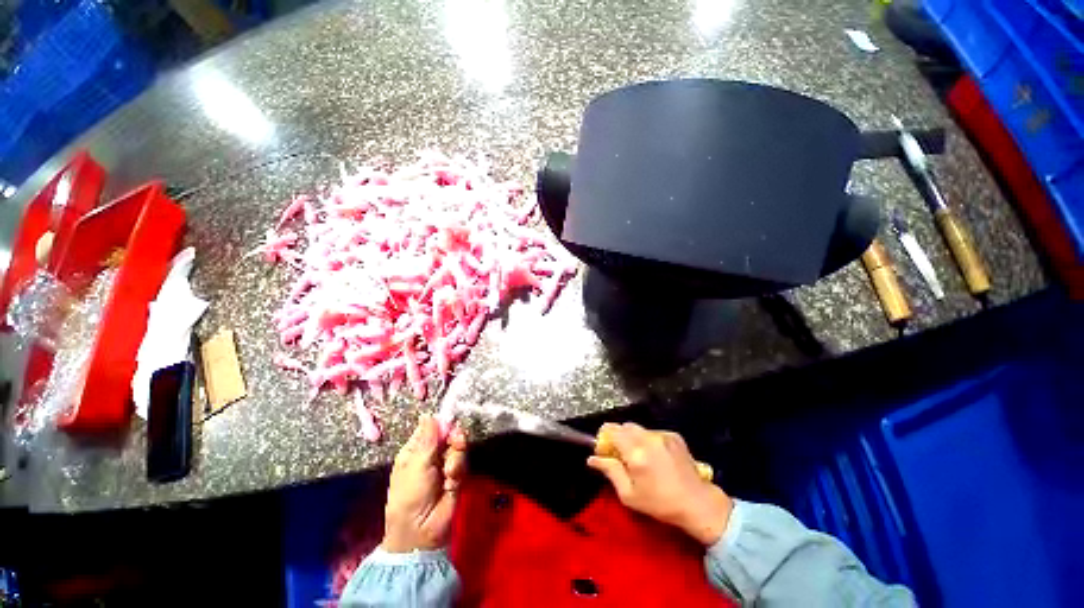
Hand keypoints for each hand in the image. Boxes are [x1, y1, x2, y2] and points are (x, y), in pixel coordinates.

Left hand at [381, 414, 467, 552]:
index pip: (430, 428)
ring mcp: (445, 464)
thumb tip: (428, 414)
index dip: (440, 424)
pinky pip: (463, 461)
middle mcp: (431, 455)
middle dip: (453, 438)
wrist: (421, 531)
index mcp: (414, 450)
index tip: (449, 422)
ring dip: (456, 456)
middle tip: (455, 442)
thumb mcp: (415, 465)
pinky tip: (452, 479)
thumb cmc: (410, 496)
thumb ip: (427, 439)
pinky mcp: (457, 474)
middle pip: (448, 434)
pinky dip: (458, 468)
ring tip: (448, 472)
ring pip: (458, 446)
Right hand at [587, 423, 732, 545]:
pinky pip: (653, 432)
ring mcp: (662, 435)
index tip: (604, 448)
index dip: (604, 436)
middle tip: (621, 454)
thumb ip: (610, 471)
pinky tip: (656, 456)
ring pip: (639, 428)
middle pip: (624, 426)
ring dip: (633, 438)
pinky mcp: (674, 436)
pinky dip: (648, 440)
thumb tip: (592, 458)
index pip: (611, 430)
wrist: (698, 503)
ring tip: (640, 457)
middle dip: (618, 436)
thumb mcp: (629, 495)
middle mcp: (648, 438)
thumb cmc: (660, 503)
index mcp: (635, 452)